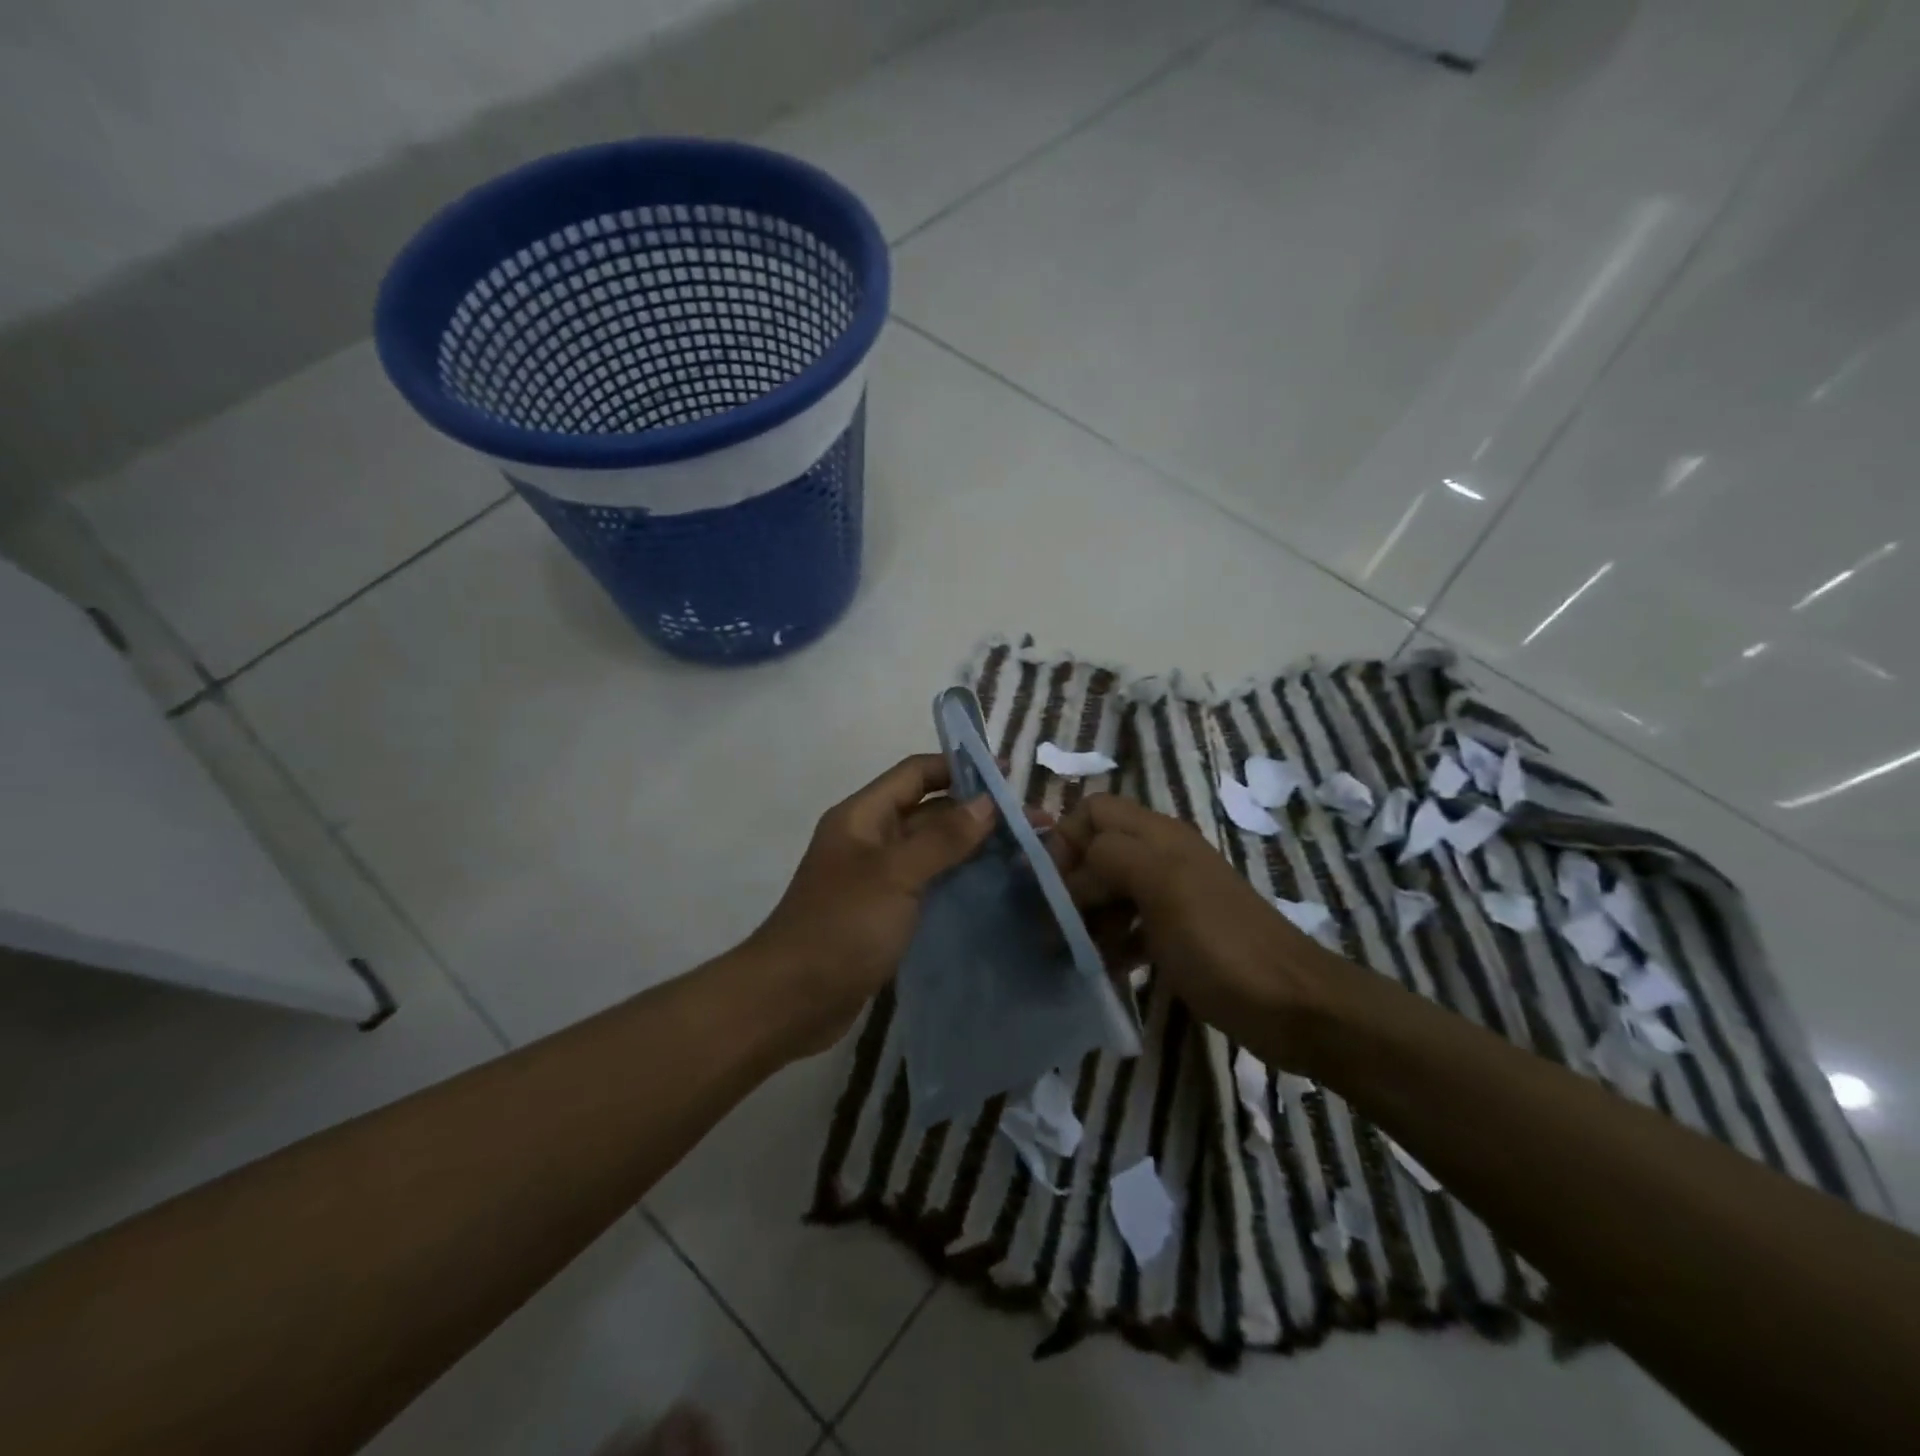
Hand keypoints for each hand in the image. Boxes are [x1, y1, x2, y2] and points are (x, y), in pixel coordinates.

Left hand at [744, 754, 998, 1058]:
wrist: (791, 1000)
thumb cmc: (841, 927)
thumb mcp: (894, 875)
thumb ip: (942, 838)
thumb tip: (987, 803)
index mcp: (863, 816)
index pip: (916, 773)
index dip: (959, 768)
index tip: (1007, 776)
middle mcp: (870, 839)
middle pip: (928, 811)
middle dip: (975, 812)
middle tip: (1030, 822)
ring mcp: (877, 878)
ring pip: (932, 850)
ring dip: (972, 847)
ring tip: (1023, 853)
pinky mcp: (886, 912)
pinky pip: (928, 884)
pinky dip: (958, 880)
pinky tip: (994, 888)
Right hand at [1049, 793, 1351, 1068]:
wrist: (1292, 1005)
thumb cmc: (1220, 942)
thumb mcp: (1162, 886)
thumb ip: (1110, 858)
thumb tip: (1072, 871)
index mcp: (1158, 835)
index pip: (1094, 810)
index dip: (1065, 838)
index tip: (1048, 884)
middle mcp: (1162, 857)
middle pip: (1097, 851)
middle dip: (1069, 882)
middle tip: (1052, 924)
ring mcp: (1172, 897)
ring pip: (1110, 890)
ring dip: (1086, 915)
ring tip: (1069, 952)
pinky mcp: (1178, 935)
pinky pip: (1129, 926)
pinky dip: (1110, 942)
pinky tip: (1102, 969)